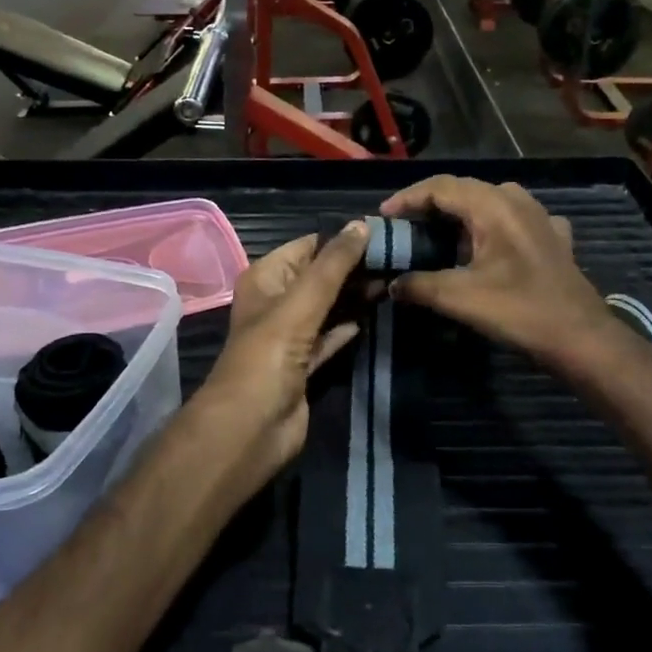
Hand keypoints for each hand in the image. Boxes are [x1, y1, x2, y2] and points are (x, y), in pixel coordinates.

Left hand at [193, 222, 370, 493]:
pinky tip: (374, 316)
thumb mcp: (301, 302)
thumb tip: (363, 224)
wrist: (251, 427)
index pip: (308, 246)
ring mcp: (291, 335)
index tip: (386, 233)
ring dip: (356, 296)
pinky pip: (331, 337)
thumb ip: (334, 264)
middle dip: (354, 268)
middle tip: (400, 258)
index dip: (343, 238)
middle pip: (321, 276)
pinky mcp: (305, 365)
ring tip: (395, 280)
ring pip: (328, 306)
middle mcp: (276, 302)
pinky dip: (349, 327)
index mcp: (266, 278)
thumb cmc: (269, 355)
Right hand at [380, 177, 612, 370]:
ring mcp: (540, 216)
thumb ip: (419, 285)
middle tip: (405, 226)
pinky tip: (489, 245)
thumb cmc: (518, 310)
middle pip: (465, 190)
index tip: (383, 216)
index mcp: (493, 205)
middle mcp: (517, 200)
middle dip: (430, 206)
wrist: (579, 336)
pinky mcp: (554, 237)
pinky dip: (492, 227)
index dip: (408, 198)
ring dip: (461, 214)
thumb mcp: (459, 298)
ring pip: (491, 202)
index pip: (441, 187)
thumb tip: (392, 284)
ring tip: (439, 234)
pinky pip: (515, 220)